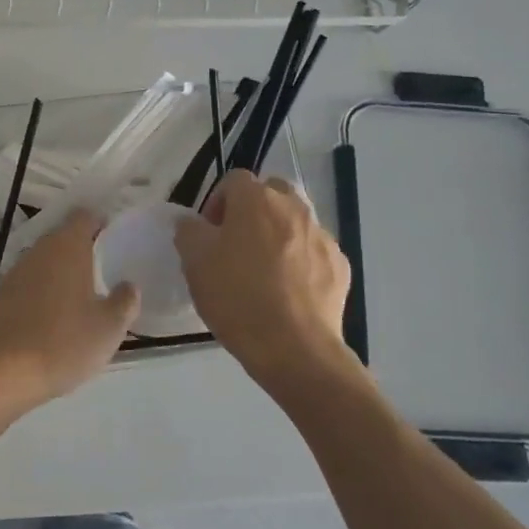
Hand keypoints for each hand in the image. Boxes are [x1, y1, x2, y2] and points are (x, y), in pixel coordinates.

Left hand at [0, 211, 138, 409]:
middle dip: (82, 248)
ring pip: (45, 260)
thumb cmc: (65, 343)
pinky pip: (30, 282)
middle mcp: (39, 250)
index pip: (84, 216)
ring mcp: (16, 272)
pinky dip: (44, 290)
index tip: (114, 239)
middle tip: (104, 268)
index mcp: (67, 247)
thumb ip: (125, 301)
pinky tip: (54, 314)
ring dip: (62, 270)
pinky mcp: (1, 295)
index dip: (100, 223)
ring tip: (82, 294)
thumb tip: (129, 285)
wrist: (4, 373)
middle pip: (63, 236)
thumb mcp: (109, 327)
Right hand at [175, 171, 351, 389]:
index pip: (233, 180)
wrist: (295, 348)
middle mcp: (294, 207)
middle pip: (270, 194)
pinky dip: (300, 261)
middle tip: (236, 245)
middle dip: (252, 212)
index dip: (216, 202)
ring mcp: (322, 235)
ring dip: (277, 235)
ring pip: (294, 222)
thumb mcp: (195, 262)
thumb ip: (188, 231)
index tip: (208, 232)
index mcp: (256, 200)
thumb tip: (192, 222)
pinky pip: (313, 251)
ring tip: (263, 271)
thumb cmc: (237, 298)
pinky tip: (287, 291)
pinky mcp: (339, 265)